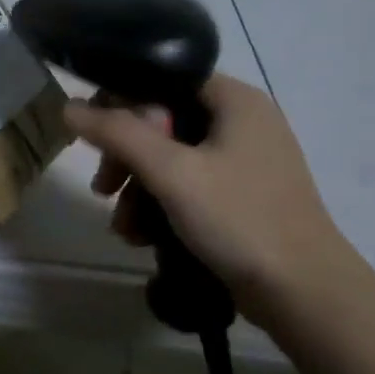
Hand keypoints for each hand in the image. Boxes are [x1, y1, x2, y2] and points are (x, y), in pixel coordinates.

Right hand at [65, 74, 361, 324]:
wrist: (305, 295)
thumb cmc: (240, 220)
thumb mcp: (172, 172)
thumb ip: (118, 134)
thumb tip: (69, 107)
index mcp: (235, 100)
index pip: (162, 78)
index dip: (121, 102)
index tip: (94, 138)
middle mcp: (241, 121)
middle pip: (161, 121)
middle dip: (125, 157)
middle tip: (103, 188)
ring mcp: (243, 161)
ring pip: (169, 157)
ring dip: (137, 188)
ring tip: (124, 227)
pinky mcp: (240, 196)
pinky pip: (186, 185)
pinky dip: (160, 205)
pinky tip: (143, 236)